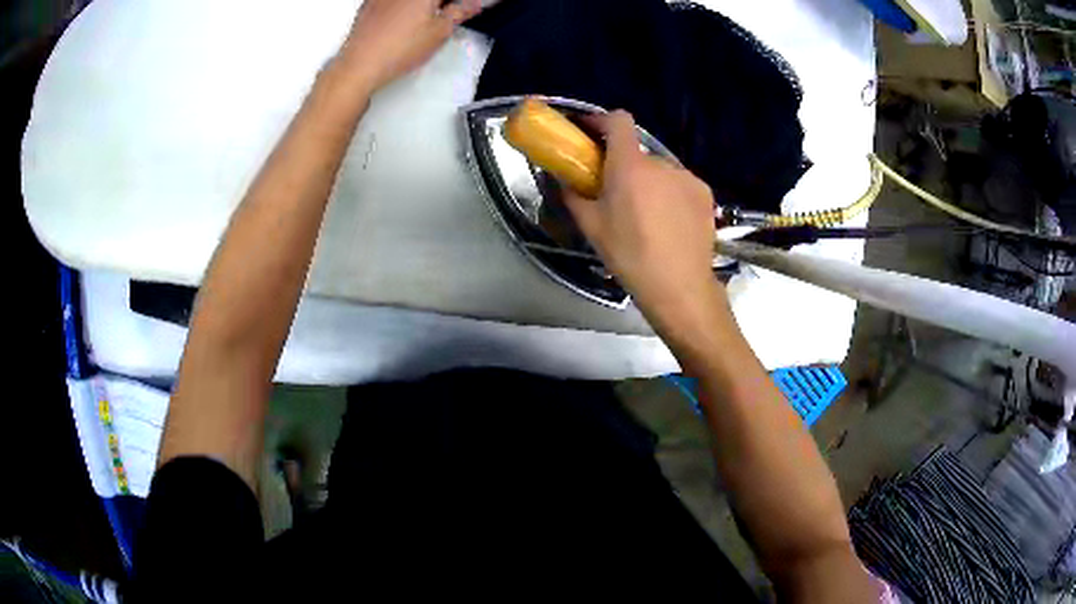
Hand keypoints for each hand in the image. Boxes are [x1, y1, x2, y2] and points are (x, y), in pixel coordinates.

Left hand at [338, 0, 483, 90]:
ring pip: (411, 0)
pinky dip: (404, 7)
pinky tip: (406, 21)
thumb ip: (460, 12)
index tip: (467, 8)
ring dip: (424, 6)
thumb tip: (473, 4)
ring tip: (429, 19)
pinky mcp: (369, 4)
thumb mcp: (440, 31)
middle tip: (451, 13)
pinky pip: (392, 1)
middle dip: (443, 4)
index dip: (461, 3)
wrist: (360, 65)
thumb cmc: (396, 49)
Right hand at [563, 111, 724, 329]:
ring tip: (645, 215)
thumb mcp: (591, 227)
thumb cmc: (629, 255)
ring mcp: (687, 177)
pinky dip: (670, 194)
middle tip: (615, 192)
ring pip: (660, 170)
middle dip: (623, 165)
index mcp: (630, 165)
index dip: (601, 121)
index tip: (589, 133)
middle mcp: (661, 163)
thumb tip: (563, 179)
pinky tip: (669, 222)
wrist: (679, 287)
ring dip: (649, 181)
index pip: (618, 120)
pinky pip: (680, 184)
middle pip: (637, 152)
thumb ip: (573, 195)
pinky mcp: (705, 193)